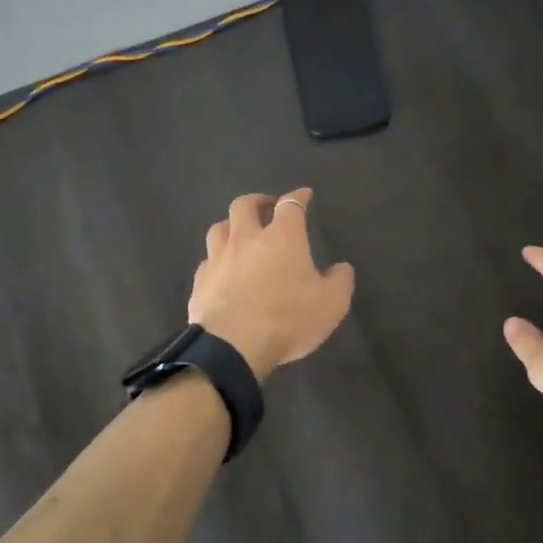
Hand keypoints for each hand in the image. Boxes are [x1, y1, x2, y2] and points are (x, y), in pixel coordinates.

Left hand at [188, 188, 355, 379]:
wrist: (232, 347)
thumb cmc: (287, 320)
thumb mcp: (331, 304)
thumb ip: (340, 282)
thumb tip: (341, 268)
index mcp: (282, 237)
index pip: (291, 206)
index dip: (298, 197)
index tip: (304, 195)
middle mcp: (247, 239)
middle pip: (245, 205)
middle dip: (257, 201)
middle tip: (266, 206)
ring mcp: (219, 258)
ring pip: (219, 228)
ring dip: (231, 226)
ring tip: (239, 234)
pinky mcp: (200, 281)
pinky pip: (207, 262)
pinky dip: (216, 261)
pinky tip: (221, 271)